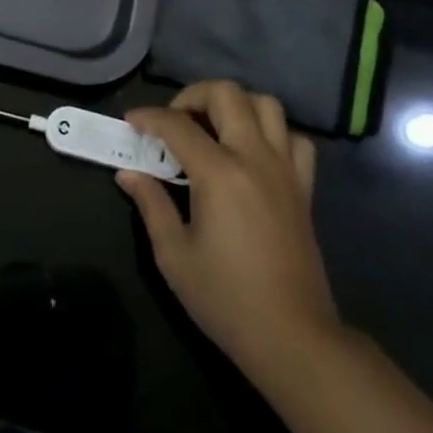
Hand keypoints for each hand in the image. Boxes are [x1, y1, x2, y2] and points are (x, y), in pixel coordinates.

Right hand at [119, 81, 340, 382]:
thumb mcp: (174, 255)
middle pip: (226, 94)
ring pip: (266, 105)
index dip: (148, 117)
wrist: (293, 338)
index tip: (131, 122)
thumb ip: (151, 204)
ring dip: (235, 105)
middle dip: (193, 95)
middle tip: (174, 121)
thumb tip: (128, 173)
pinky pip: (295, 139)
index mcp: (219, 173)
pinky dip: (273, 133)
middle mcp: (254, 158)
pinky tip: (253, 153)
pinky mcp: (304, 188)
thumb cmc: (226, 299)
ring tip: (213, 128)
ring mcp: (284, 170)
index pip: (177, 123)